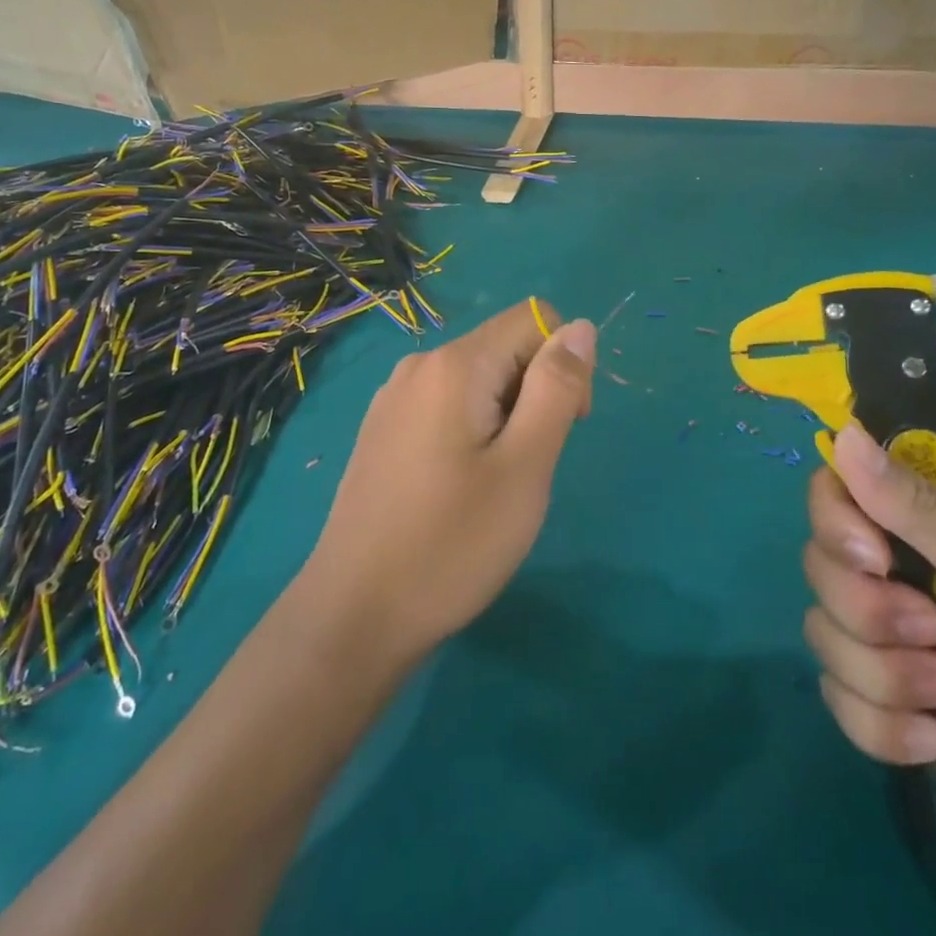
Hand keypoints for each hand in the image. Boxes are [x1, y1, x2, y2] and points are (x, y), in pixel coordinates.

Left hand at [302, 299, 595, 663]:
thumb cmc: (451, 544)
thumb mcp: (525, 467)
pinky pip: (446, 405)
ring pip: (478, 380)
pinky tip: (456, 488)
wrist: (354, 615)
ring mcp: (394, 397)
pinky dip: (470, 431)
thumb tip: (580, 326)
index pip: (535, 320)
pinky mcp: (382, 428)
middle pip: (505, 349)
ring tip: (489, 485)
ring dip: (504, 417)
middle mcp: (419, 365)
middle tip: (524, 469)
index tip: (561, 428)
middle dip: (534, 395)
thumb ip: (557, 388)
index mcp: (454, 364)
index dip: (565, 365)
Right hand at [802, 422, 935, 865]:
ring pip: (825, 634)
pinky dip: (883, 726)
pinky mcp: (892, 701)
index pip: (839, 491)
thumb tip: (843, 431)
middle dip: (870, 612)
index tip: (874, 558)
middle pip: (822, 565)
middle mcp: (903, 571)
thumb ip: (916, 507)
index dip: (837, 521)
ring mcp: (894, 639)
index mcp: (932, 525)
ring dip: (885, 675)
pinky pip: (841, 698)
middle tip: (935, 634)